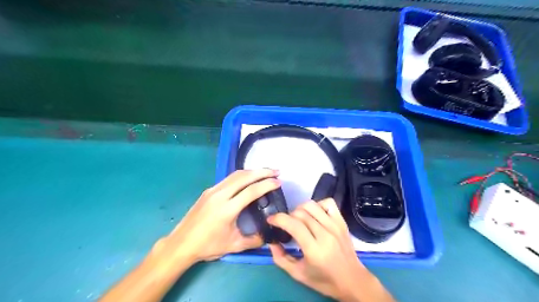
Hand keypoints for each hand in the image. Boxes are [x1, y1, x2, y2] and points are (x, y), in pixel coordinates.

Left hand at [156, 169, 280, 261]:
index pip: (251, 191)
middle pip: (244, 177)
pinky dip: (242, 175)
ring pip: (236, 175)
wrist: (181, 244)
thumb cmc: (208, 246)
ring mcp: (213, 190)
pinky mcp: (208, 191)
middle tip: (276, 171)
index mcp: (227, 209)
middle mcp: (220, 195)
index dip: (267, 184)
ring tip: (265, 171)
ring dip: (252, 171)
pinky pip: (228, 178)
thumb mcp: (234, 245)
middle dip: (262, 172)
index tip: (279, 182)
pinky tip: (248, 178)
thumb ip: (254, 241)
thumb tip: (268, 236)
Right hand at [268, 200, 394, 299]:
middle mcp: (325, 234)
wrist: (353, 280)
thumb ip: (281, 258)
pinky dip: (318, 204)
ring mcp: (335, 225)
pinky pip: (328, 202)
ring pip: (312, 205)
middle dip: (288, 216)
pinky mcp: (342, 221)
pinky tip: (314, 215)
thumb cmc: (324, 280)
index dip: (278, 219)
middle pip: (300, 213)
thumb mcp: (298, 274)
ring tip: (298, 219)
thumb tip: (271, 242)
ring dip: (300, 209)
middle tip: (286, 225)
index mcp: (314, 249)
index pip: (293, 224)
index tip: (271, 220)